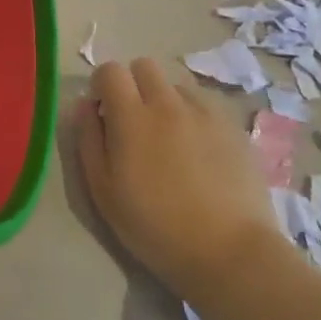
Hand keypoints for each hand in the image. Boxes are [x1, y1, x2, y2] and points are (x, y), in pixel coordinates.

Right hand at [78, 61, 277, 297]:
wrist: (231, 254)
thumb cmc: (156, 227)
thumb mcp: (103, 191)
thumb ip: (88, 139)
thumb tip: (86, 105)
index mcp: (132, 116)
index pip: (110, 70)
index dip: (102, 85)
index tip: (104, 113)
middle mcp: (168, 103)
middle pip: (144, 66)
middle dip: (134, 85)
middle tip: (135, 122)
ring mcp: (205, 113)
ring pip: (176, 85)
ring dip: (166, 101)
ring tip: (171, 139)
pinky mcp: (234, 128)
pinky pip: (205, 105)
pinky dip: (194, 117)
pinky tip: (199, 151)